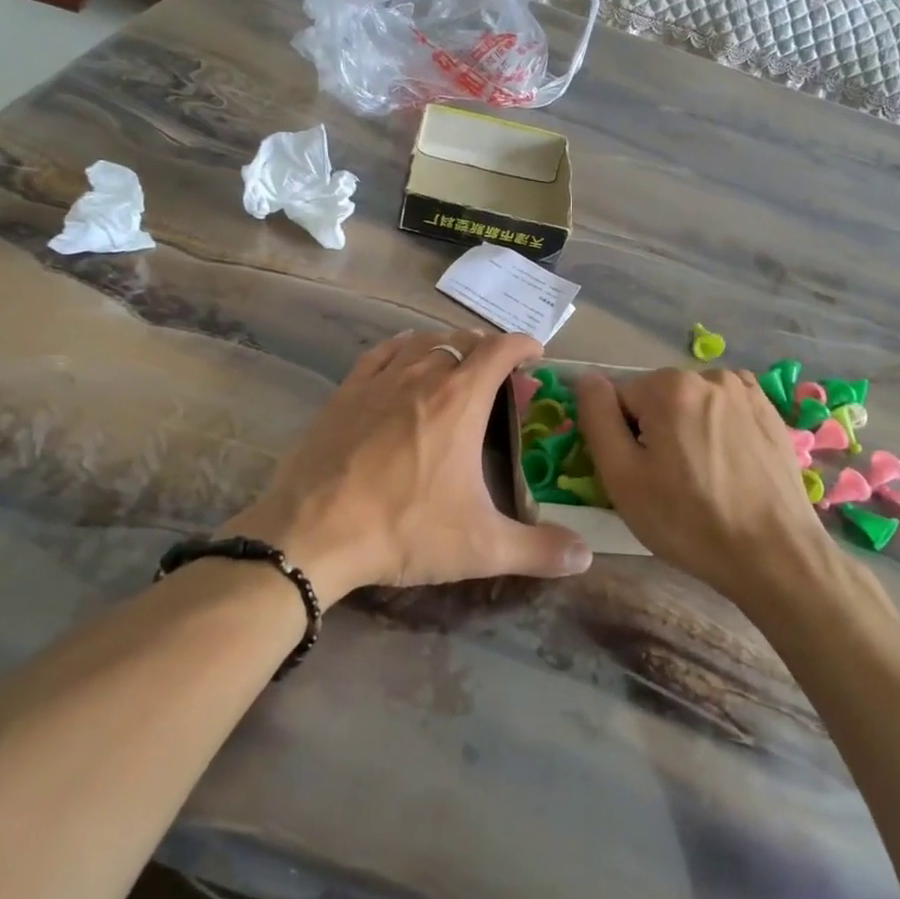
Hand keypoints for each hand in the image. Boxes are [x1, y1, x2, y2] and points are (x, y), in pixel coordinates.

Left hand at [242, 329, 592, 605]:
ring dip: (448, 346)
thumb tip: (586, 557)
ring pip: (423, 341)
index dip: (523, 344)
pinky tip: (405, 359)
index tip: (536, 355)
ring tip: (457, 366)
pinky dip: (403, 348)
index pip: (500, 349)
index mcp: (460, 400)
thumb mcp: (481, 546)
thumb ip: (539, 549)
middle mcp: (422, 376)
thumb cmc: (404, 530)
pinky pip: (382, 353)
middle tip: (499, 377)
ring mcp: (379, 380)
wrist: (313, 532)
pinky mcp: (346, 392)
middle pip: (463, 341)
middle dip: (488, 350)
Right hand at [576, 368, 837, 604]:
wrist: (776, 555)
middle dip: (654, 431)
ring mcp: (745, 391)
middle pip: (656, 398)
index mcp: (668, 386)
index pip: (619, 399)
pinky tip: (726, 466)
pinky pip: (723, 411)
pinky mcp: (770, 412)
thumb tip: (586, 378)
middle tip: (668, 483)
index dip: (622, 438)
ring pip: (690, 404)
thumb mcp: (622, 476)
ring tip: (701, 479)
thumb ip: (597, 418)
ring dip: (686, 430)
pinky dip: (716, 430)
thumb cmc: (688, 521)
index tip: (639, 474)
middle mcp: (708, 375)